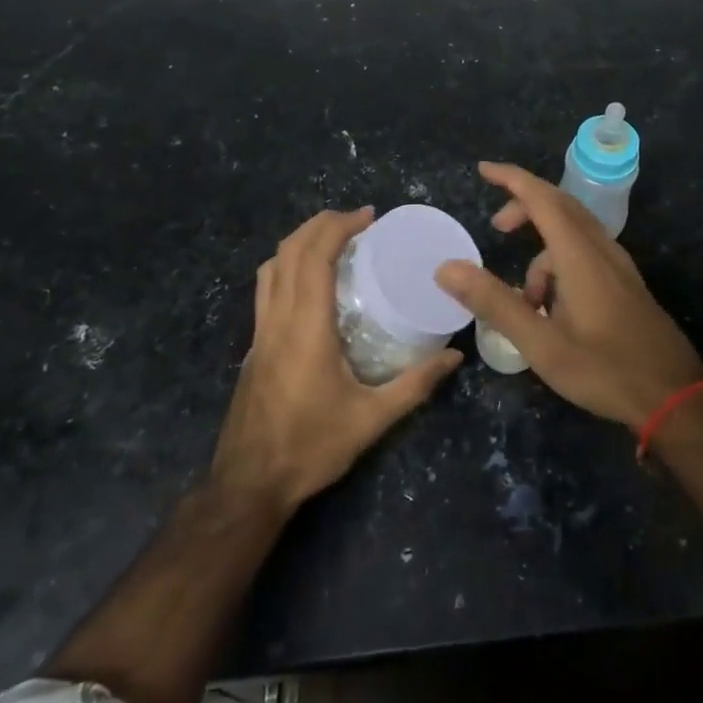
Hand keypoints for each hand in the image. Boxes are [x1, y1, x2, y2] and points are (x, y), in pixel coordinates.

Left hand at [211, 207, 460, 513]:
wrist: (248, 485)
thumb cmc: (310, 448)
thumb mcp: (371, 420)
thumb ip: (415, 385)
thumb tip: (454, 357)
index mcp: (305, 327)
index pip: (314, 256)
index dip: (338, 227)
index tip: (368, 217)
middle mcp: (277, 319)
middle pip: (289, 251)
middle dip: (320, 224)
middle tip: (356, 221)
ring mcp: (259, 331)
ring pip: (271, 266)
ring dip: (300, 241)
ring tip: (333, 240)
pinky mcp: (253, 345)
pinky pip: (266, 288)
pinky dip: (287, 265)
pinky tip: (310, 283)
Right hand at [435, 163, 702, 428]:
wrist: (676, 398)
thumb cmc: (605, 369)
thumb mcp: (541, 343)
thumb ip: (494, 302)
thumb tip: (446, 268)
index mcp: (579, 254)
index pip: (541, 198)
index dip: (511, 178)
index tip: (483, 170)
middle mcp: (601, 249)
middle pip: (559, 206)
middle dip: (524, 207)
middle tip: (496, 227)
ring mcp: (618, 266)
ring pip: (574, 232)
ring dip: (542, 248)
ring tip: (525, 299)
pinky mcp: (626, 284)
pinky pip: (586, 252)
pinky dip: (560, 262)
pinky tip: (554, 308)